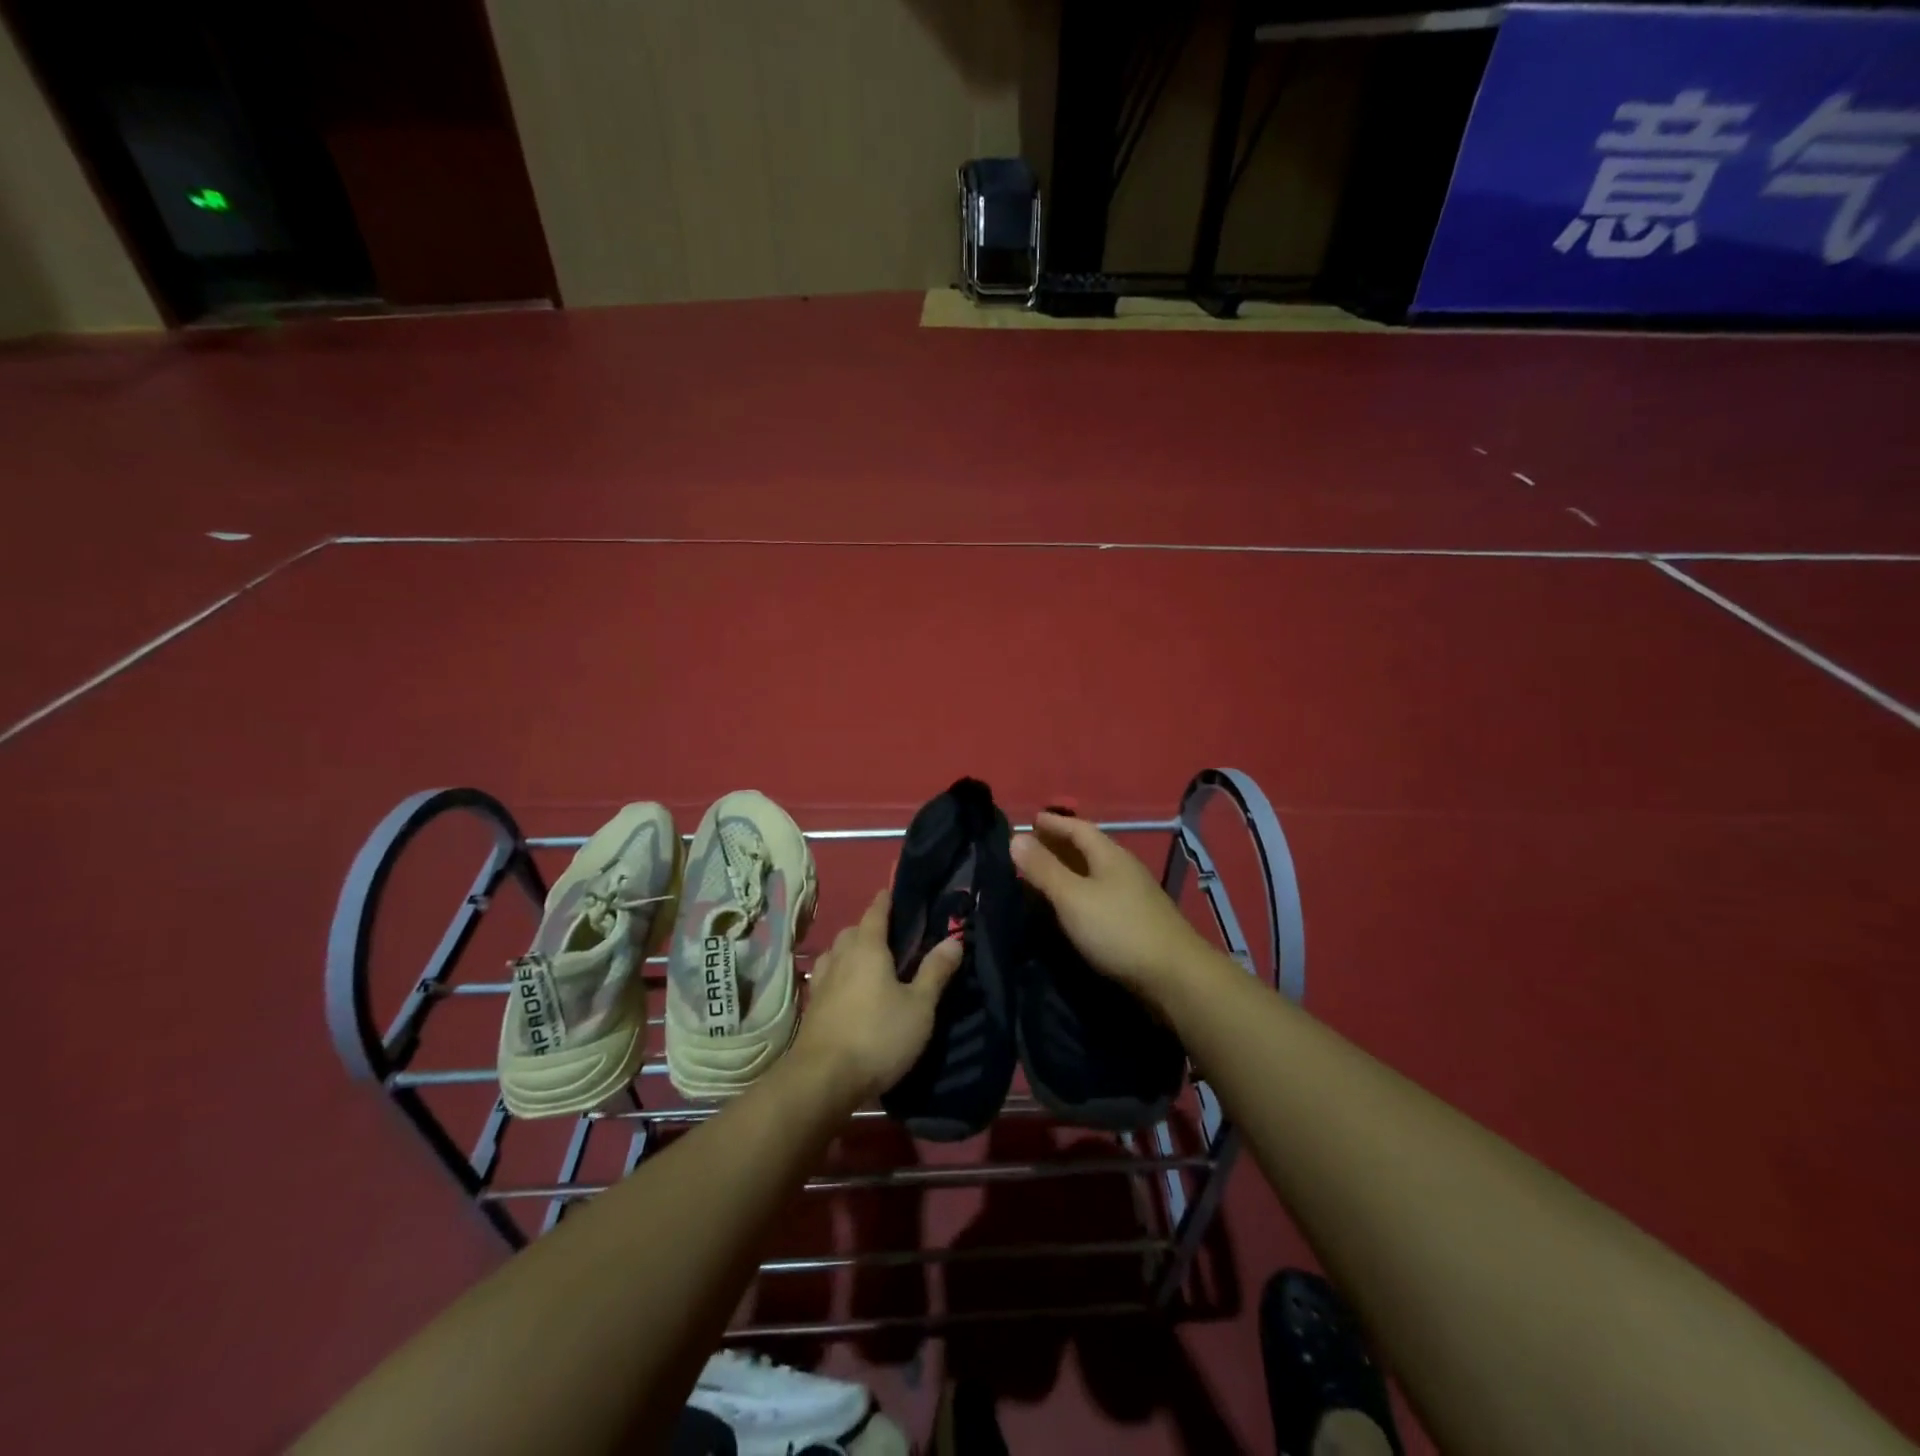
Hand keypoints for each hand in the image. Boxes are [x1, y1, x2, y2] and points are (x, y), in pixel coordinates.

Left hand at [791, 888, 963, 1106]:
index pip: (876, 912)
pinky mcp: (812, 1007)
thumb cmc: (877, 1036)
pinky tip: (849, 991)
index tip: (893, 892)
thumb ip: (935, 972)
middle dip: (869, 927)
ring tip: (869, 963)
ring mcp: (822, 982)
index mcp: (868, 948)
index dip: (886, 900)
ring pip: (836, 953)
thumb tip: (954, 940)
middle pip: (853, 931)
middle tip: (891, 936)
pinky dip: (840, 974)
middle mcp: (841, 957)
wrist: (822, 1080)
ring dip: (851, 950)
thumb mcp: (919, 1007)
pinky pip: (828, 977)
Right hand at [1012, 812, 1212, 1003]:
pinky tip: (1069, 908)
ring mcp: (1133, 896)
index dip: (1053, 823)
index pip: (1078, 828)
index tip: (1030, 820)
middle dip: (1059, 845)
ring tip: (1042, 877)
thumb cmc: (1118, 930)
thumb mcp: (1073, 897)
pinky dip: (1079, 893)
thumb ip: (1044, 869)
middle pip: (1087, 849)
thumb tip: (1016, 837)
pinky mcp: (1136, 922)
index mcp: (1110, 855)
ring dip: (1068, 871)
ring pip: (1094, 874)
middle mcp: (1123, 869)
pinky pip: (1099, 896)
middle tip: (1029, 848)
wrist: (1174, 977)